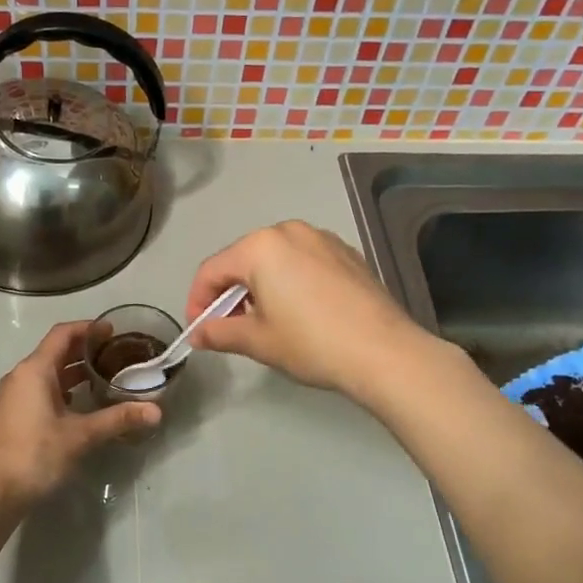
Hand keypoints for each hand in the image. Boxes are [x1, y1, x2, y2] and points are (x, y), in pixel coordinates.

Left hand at [0, 321, 160, 510]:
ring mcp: (15, 396)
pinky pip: (42, 390)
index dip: (88, 328)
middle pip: (56, 351)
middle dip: (85, 350)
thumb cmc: (34, 455)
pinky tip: (83, 403)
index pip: (63, 334)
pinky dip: (64, 389)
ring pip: (49, 372)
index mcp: (34, 370)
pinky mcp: (14, 415)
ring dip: (75, 371)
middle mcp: (21, 376)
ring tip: (106, 376)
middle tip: (117, 354)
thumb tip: (156, 411)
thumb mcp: (80, 436)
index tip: (114, 331)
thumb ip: (117, 419)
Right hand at [185, 221, 435, 399]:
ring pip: (275, 259)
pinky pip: (304, 262)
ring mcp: (322, 238)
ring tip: (266, 322)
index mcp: (260, 246)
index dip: (198, 301)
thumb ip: (220, 332)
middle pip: (243, 260)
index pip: (212, 270)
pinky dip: (290, 282)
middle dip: (230, 293)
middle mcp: (289, 231)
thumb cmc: (311, 343)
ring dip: (260, 287)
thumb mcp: (258, 341)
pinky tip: (300, 313)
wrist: (384, 352)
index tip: (199, 331)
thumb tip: (197, 334)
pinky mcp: (347, 253)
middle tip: (230, 328)